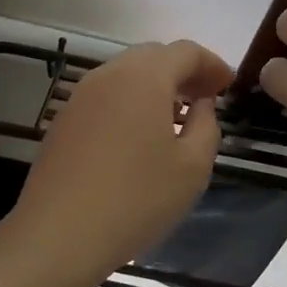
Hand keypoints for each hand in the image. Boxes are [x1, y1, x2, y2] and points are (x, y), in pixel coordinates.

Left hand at [8, 40, 233, 278]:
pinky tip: (140, 136)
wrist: (58, 235)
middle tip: (205, 98)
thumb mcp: (192, 167)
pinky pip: (106, 97)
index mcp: (144, 78)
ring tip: (176, 118)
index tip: (229, 86)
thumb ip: (206, 125)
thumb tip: (201, 105)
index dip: (212, 64)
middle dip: (183, 72)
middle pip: (153, 56)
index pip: (185, 51)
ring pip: (126, 75)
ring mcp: (80, 96)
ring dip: (156, 87)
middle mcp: (109, 75)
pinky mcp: (64, 120)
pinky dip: (130, 103)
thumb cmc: (136, 199)